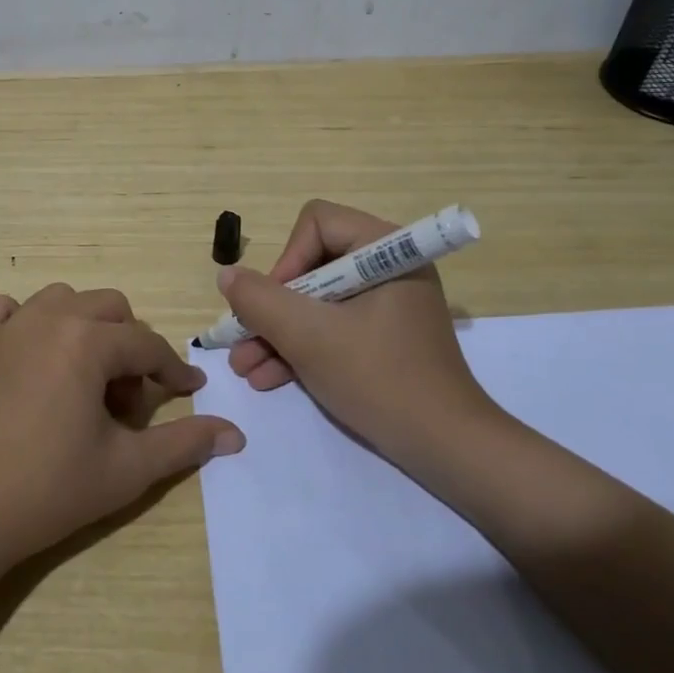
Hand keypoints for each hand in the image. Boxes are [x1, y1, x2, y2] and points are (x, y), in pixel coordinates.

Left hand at [0, 284, 245, 569]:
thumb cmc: (49, 491)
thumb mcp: (127, 469)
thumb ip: (185, 444)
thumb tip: (235, 434)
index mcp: (87, 341)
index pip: (146, 345)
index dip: (173, 371)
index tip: (188, 394)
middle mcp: (47, 318)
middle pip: (110, 309)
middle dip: (130, 346)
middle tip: (127, 400)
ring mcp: (6, 328)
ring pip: (62, 300)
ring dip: (84, 328)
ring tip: (84, 379)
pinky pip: (3, 310)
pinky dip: (22, 319)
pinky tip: (29, 352)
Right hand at [219, 200, 501, 466]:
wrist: (446, 448)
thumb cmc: (379, 379)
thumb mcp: (310, 338)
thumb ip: (261, 301)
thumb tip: (227, 275)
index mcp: (386, 251)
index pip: (318, 224)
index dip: (287, 260)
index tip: (272, 305)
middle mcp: (388, 269)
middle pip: (312, 266)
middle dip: (272, 308)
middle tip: (242, 339)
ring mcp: (387, 306)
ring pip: (317, 303)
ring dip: (278, 333)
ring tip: (244, 368)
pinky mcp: (383, 338)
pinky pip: (333, 328)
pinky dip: (302, 349)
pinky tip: (267, 379)